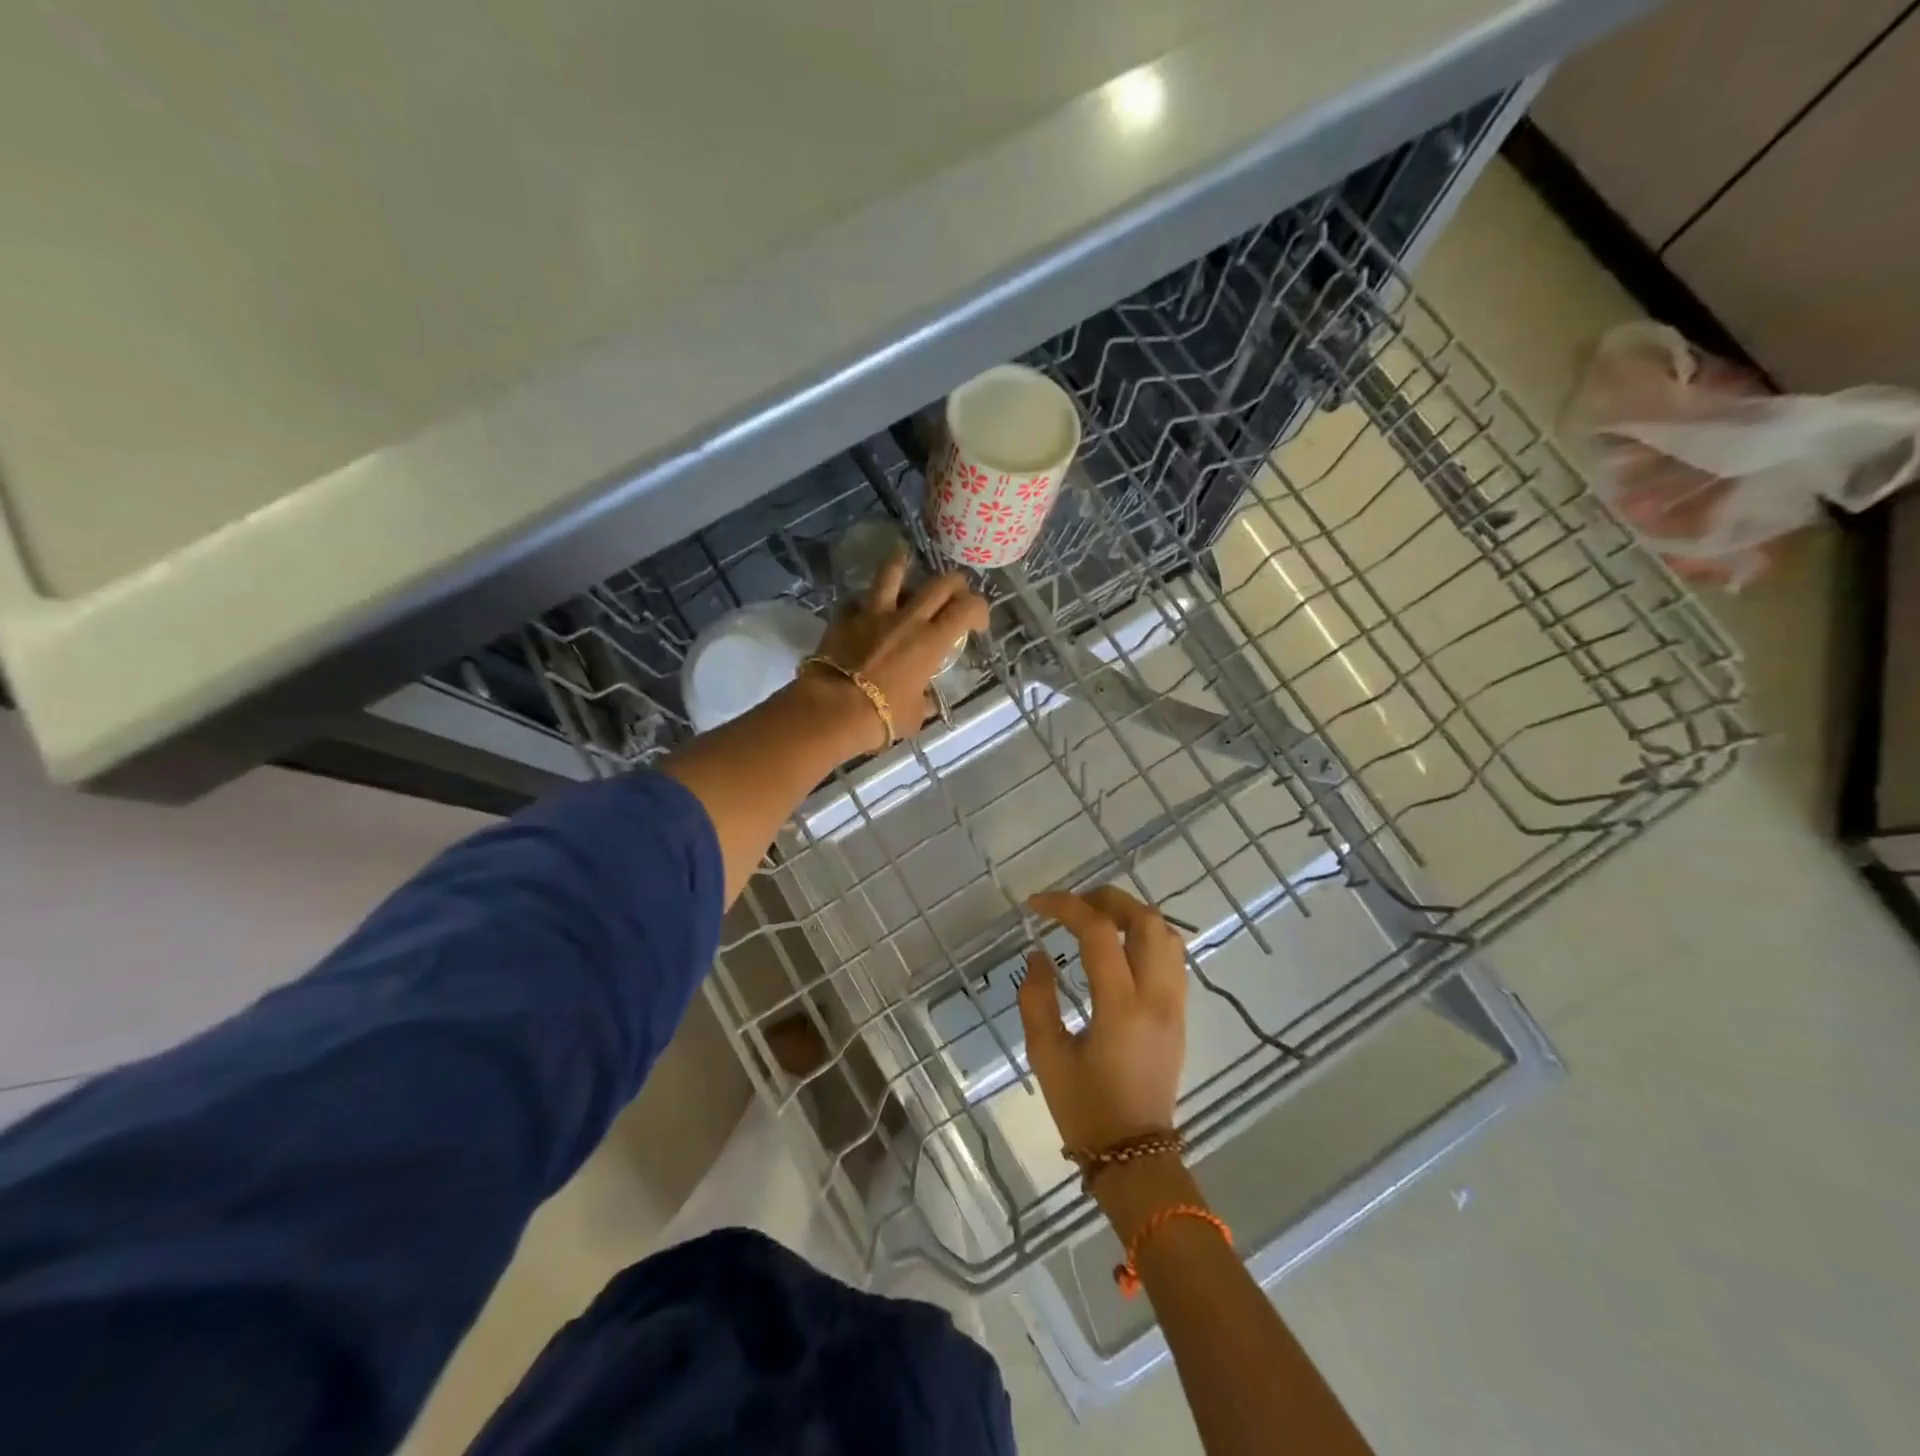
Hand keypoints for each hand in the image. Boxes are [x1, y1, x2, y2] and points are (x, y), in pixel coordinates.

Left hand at [809, 551, 988, 751]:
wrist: (834, 709)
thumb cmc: (883, 716)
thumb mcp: (914, 716)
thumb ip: (923, 702)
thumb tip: (925, 702)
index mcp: (932, 641)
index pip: (968, 609)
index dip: (979, 609)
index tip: (977, 623)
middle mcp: (907, 619)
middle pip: (940, 583)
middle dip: (954, 584)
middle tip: (954, 595)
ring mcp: (873, 613)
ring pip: (892, 573)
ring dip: (902, 566)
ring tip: (904, 562)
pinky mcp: (844, 617)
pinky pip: (856, 600)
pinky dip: (862, 602)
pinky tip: (863, 608)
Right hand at [1017, 887, 1188, 1154]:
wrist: (1135, 1157)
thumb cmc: (1085, 1109)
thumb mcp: (1046, 1055)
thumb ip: (1036, 998)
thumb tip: (1039, 954)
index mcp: (1121, 1007)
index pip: (1099, 933)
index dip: (1066, 907)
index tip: (1035, 905)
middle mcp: (1156, 997)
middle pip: (1146, 920)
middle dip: (1106, 899)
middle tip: (1071, 905)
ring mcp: (1175, 1004)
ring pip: (1167, 934)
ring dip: (1131, 914)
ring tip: (1095, 919)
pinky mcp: (1180, 1014)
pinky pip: (1172, 957)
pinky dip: (1146, 936)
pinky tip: (1119, 947)